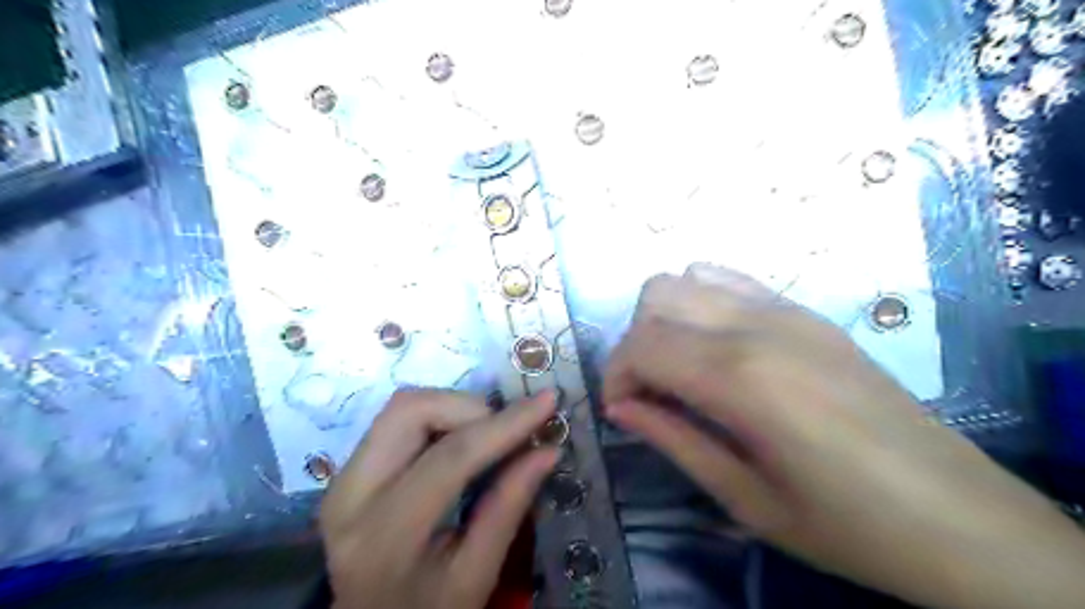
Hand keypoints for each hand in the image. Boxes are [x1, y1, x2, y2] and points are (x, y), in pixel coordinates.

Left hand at [319, 391, 557, 607]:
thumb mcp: (474, 578)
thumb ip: (508, 509)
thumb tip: (547, 451)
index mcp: (385, 534)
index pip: (450, 457)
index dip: (504, 424)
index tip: (547, 402)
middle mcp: (351, 493)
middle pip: (411, 410)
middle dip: (470, 407)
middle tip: (507, 431)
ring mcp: (342, 476)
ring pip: (403, 406)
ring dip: (454, 408)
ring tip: (488, 436)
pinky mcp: (348, 468)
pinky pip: (397, 420)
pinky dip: (439, 417)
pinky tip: (462, 440)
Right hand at [602, 264, 1083, 607]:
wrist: (958, 517)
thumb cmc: (845, 524)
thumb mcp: (743, 498)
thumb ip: (672, 439)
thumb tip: (620, 408)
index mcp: (740, 377)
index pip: (641, 344)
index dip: (616, 376)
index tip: (623, 412)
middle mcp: (758, 325)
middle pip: (657, 296)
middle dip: (635, 343)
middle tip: (651, 393)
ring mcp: (787, 310)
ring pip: (689, 277)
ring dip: (666, 318)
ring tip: (681, 368)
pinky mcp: (808, 312)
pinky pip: (732, 280)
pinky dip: (703, 301)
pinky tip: (717, 346)